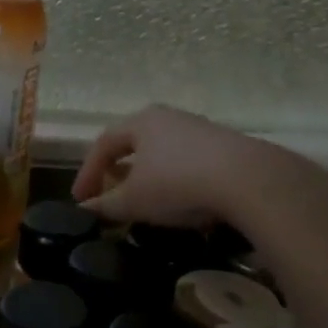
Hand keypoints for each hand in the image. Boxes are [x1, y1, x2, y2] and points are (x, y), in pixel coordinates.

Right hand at [73, 104, 318, 230]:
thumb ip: (105, 205)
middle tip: (106, 195)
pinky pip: (185, 162)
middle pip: (133, 143)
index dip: (87, 173)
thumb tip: (86, 209)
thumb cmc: (177, 184)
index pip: (103, 143)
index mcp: (141, 122)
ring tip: (139, 201)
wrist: (247, 181)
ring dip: (144, 177)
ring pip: (160, 153)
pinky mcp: (224, 148)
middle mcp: (169, 118)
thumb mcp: (133, 200)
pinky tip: (174, 201)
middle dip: (116, 171)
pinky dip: (170, 180)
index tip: (80, 201)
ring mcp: (199, 130)